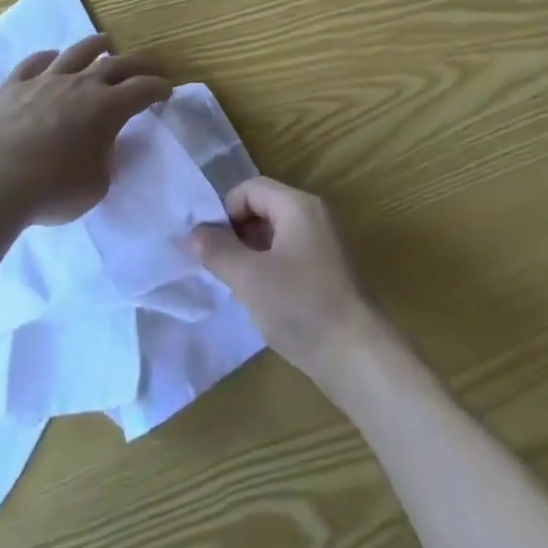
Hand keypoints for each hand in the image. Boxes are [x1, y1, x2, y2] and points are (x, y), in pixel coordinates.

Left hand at [0, 35, 172, 225]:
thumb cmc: (53, 188)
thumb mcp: (96, 184)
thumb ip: (104, 159)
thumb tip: (100, 145)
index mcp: (107, 108)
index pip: (142, 90)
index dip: (158, 88)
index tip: (167, 90)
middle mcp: (80, 85)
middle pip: (116, 65)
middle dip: (137, 64)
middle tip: (149, 65)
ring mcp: (45, 80)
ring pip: (76, 53)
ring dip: (95, 46)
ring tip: (104, 42)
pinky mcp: (13, 85)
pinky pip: (34, 63)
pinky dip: (47, 58)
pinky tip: (51, 57)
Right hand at [188, 177, 379, 388]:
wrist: (358, 358)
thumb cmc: (301, 307)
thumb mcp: (249, 278)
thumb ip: (216, 251)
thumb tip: (190, 233)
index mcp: (298, 206)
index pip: (250, 189)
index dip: (225, 211)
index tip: (209, 246)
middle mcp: (314, 216)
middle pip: (263, 208)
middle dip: (235, 232)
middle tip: (217, 266)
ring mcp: (324, 244)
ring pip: (275, 234)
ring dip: (250, 252)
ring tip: (234, 284)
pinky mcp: (328, 271)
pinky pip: (289, 254)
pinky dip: (269, 267)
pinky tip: (259, 298)